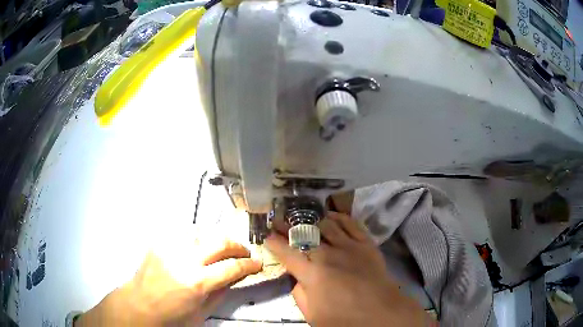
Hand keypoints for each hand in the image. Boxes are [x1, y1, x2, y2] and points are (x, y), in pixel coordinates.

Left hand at [76, 240, 261, 325]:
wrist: (140, 305)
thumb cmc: (172, 316)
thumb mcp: (202, 312)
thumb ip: (222, 292)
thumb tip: (236, 275)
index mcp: (197, 283)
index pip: (232, 267)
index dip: (249, 264)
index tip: (257, 263)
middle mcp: (184, 260)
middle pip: (219, 241)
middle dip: (237, 245)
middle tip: (243, 252)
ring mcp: (169, 247)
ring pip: (202, 232)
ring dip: (216, 240)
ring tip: (220, 250)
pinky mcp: (159, 242)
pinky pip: (184, 233)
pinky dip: (196, 239)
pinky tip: (197, 248)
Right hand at [266, 212, 433, 326]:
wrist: (381, 312)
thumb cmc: (345, 319)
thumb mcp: (313, 314)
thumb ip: (299, 294)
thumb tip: (297, 278)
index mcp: (312, 273)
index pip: (286, 253)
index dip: (274, 243)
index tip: (267, 236)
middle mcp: (328, 254)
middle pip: (304, 234)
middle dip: (288, 227)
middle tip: (278, 221)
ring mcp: (349, 246)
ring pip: (326, 225)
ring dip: (312, 220)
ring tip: (304, 218)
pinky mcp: (366, 243)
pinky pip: (351, 223)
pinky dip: (339, 217)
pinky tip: (330, 215)